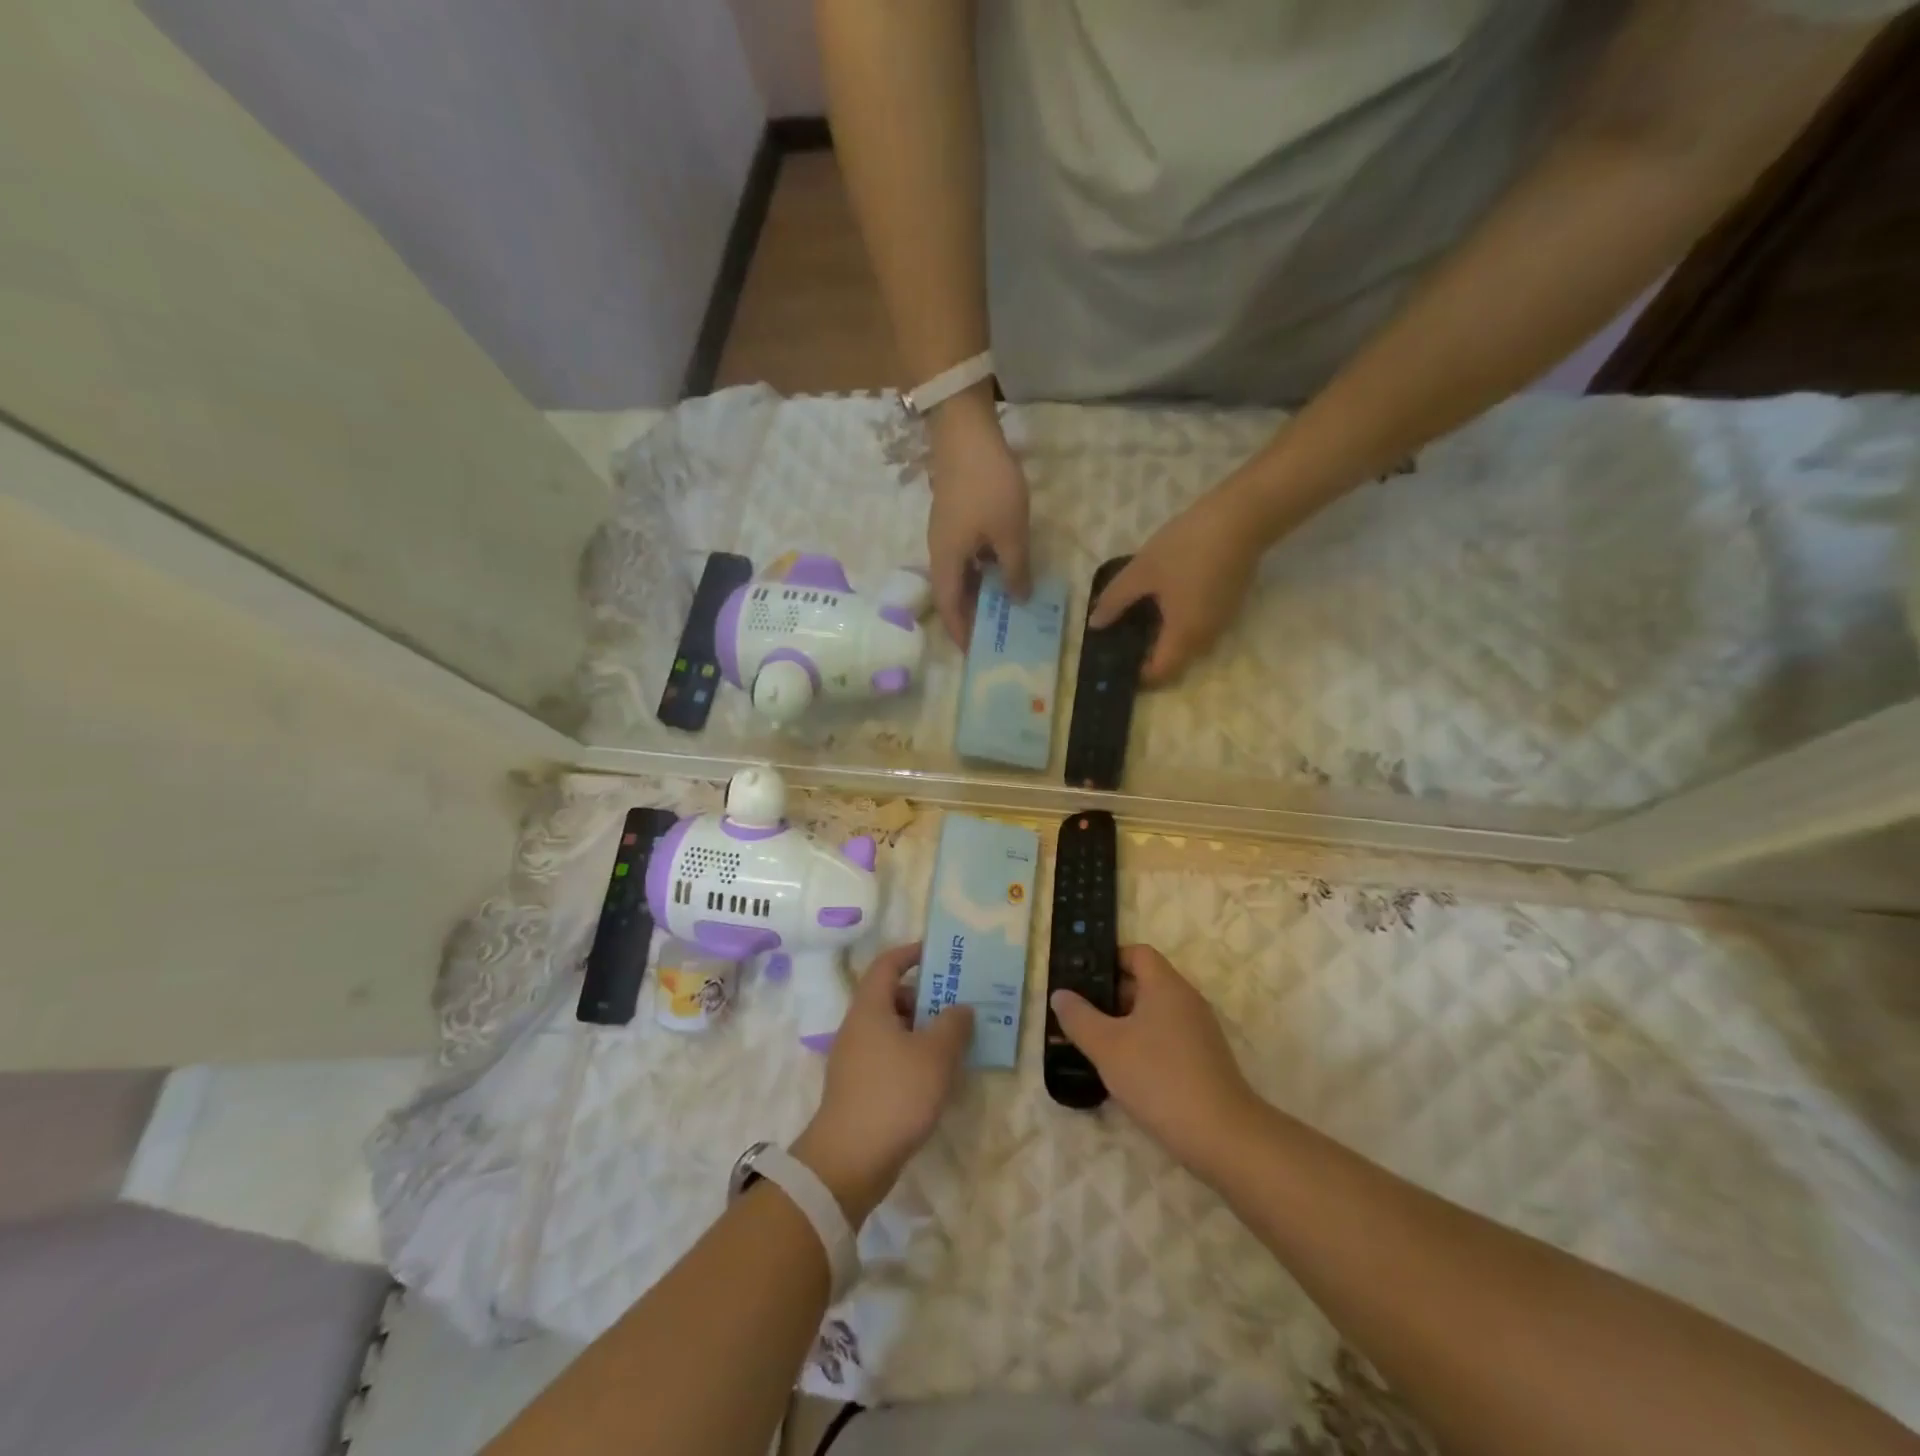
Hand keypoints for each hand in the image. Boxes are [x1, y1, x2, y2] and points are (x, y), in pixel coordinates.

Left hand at [794, 943, 974, 1220]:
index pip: (887, 964)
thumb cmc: (894, 1094)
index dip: (911, 953)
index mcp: (870, 1008)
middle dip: (924, 996)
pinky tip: (935, 1076)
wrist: (849, 1161)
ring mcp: (854, 1059)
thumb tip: (961, 1008)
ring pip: (891, 1029)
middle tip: (957, 1004)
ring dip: (921, 1029)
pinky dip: (911, 1056)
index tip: (939, 954)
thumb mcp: (935, 1055)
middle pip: (891, 997)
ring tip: (954, 1042)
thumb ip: (954, 1025)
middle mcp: (858, 1027)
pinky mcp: (858, 1088)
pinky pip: (888, 1056)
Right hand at [925, 400, 1031, 647]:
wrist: (965, 432)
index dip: (961, 633)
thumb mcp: (1010, 533)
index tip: (977, 653)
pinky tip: (1003, 572)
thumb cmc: (988, 486)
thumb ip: (1015, 570)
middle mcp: (940, 554)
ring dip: (979, 593)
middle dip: (972, 617)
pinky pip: (967, 558)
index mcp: (947, 562)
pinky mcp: (955, 519)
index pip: (950, 609)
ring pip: (961, 576)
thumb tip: (1017, 599)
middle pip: (952, 595)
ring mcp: (946, 535)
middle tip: (997, 634)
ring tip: (1004, 608)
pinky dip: (982, 571)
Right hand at [1049, 945, 1261, 1178]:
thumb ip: (1079, 1017)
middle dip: (1109, 995)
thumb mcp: (1107, 1047)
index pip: (1137, 953)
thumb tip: (1060, 994)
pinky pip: (1166, 1038)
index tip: (1081, 978)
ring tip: (1094, 1045)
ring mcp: (1199, 1031)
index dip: (1108, 959)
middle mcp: (1186, 1000)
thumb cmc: (1159, 1078)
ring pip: (1153, 1014)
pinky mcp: (1203, 1060)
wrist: (1222, 1136)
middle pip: (1144, 983)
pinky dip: (1142, 1045)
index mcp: (1166, 986)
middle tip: (1079, 1015)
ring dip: (1123, 1024)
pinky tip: (1123, 1071)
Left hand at [1088, 486, 1266, 684]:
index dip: (1138, 677)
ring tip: (1137, 621)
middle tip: (1121, 641)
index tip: (1116, 665)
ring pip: (1188, 644)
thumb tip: (1095, 625)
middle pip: (1175, 662)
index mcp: (1184, 636)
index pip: (1160, 673)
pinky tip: (1163, 603)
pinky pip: (1199, 627)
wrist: (1243, 517)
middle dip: (1149, 658)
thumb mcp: (1141, 572)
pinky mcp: (1230, 605)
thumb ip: (1115, 601)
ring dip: (1165, 641)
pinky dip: (1179, 625)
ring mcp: (1222, 622)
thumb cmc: (1186, 548)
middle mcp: (1206, 638)